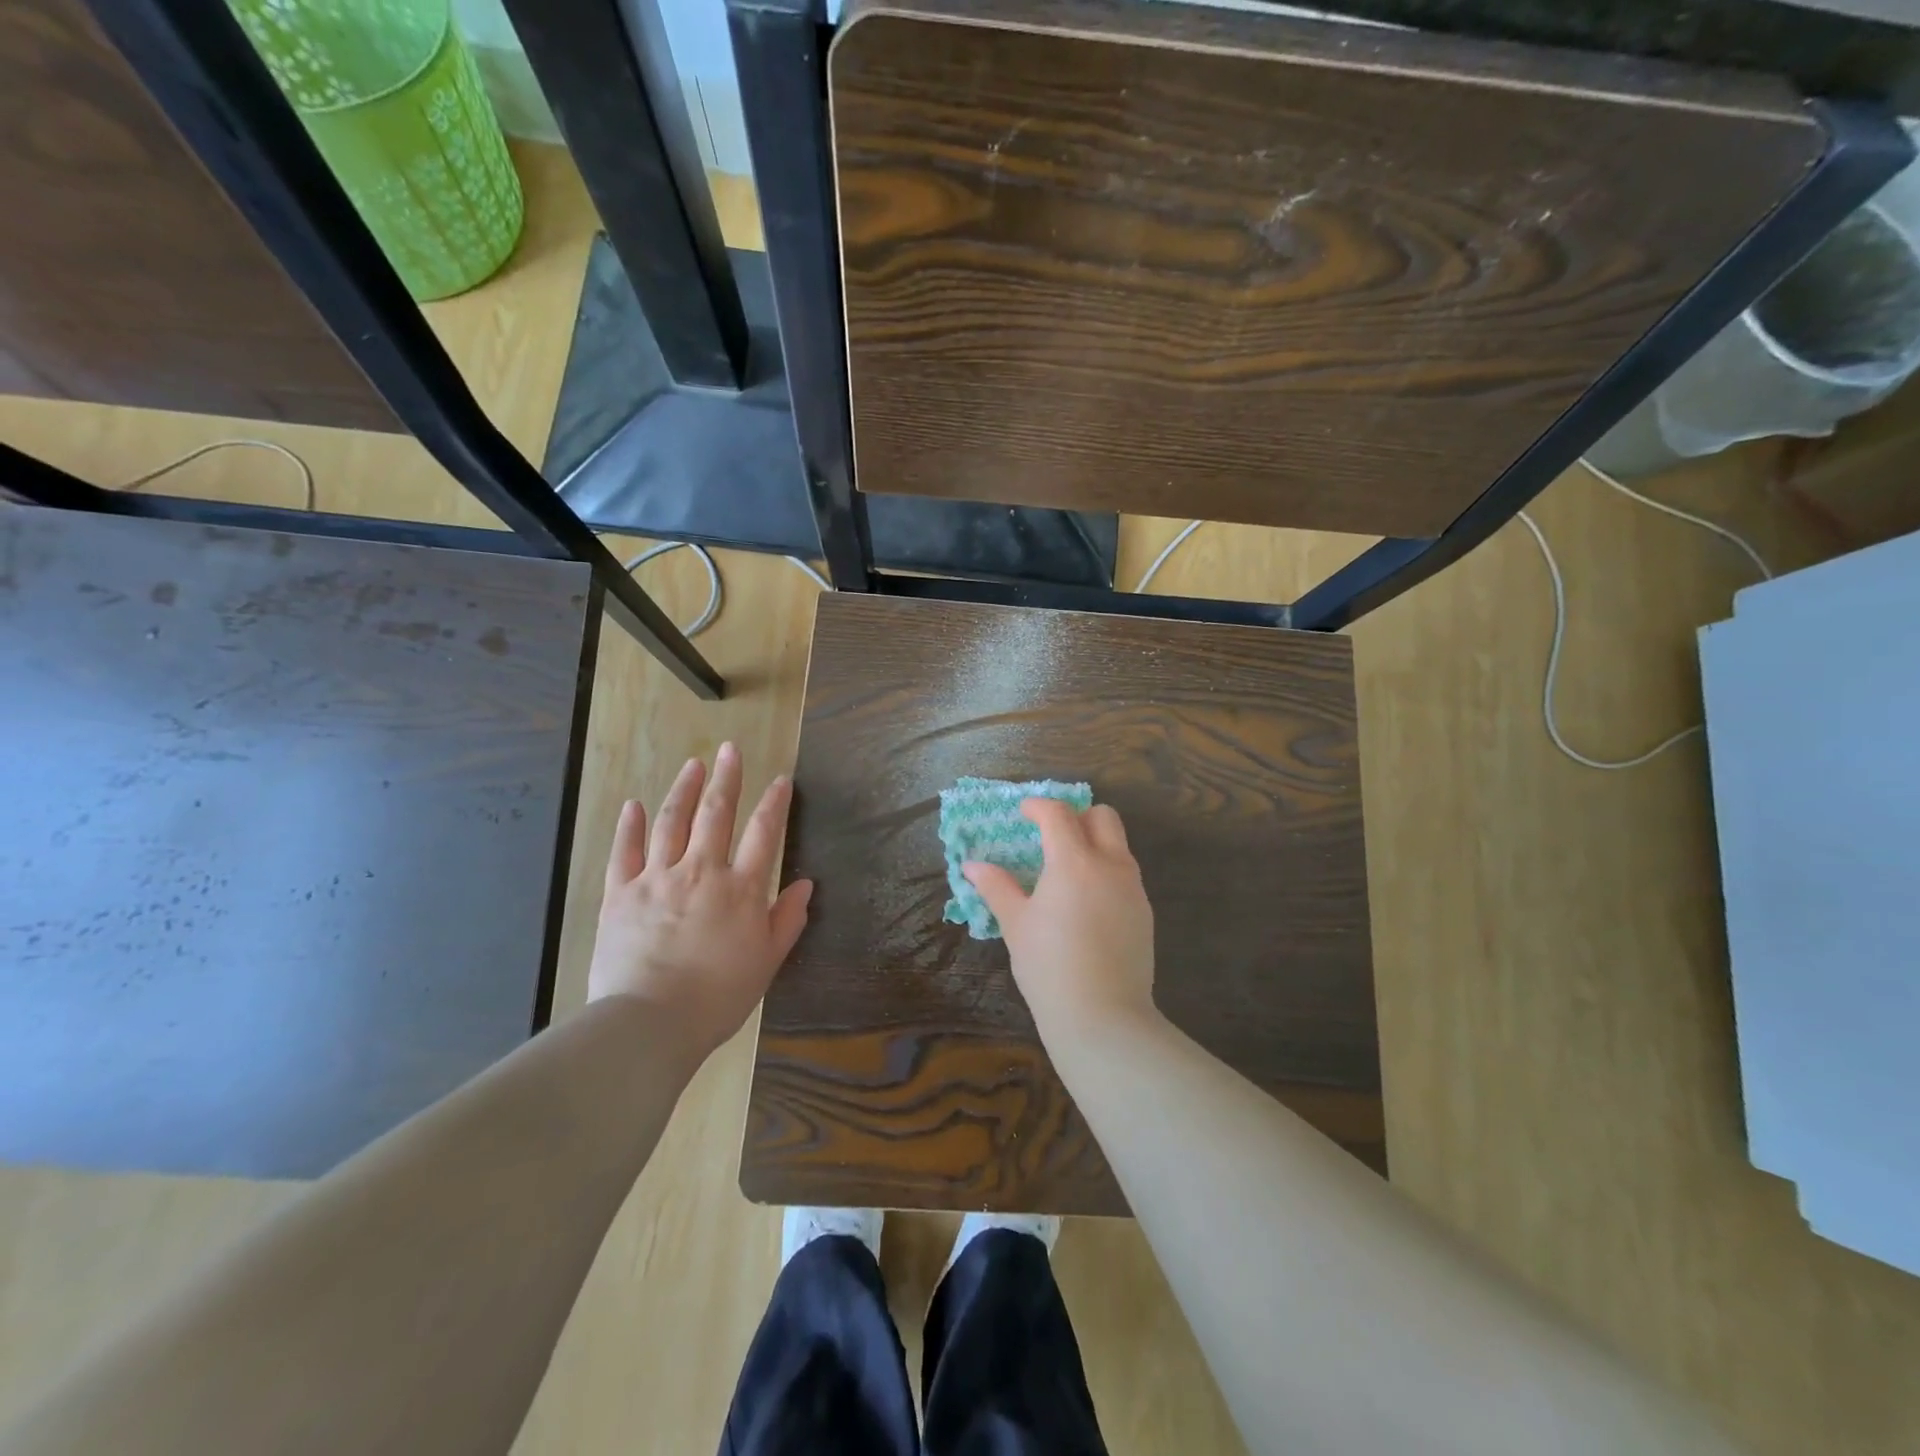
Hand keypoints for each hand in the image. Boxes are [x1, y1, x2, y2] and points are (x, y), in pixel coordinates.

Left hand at [587, 744, 812, 1060]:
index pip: (764, 833)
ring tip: (692, 764)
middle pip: (717, 814)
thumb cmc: (718, 997)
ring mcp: (657, 878)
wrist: (650, 1023)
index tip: (780, 779)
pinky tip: (635, 805)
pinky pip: (625, 851)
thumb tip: (806, 884)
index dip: (774, 803)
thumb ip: (787, 919)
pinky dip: (630, 826)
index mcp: (741, 889)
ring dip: (683, 789)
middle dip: (726, 778)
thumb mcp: (766, 962)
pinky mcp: (620, 893)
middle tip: (730, 749)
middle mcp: (701, 871)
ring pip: (672, 822)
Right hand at [963, 799, 1156, 1040]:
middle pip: (1102, 817)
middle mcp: (1110, 865)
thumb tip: (972, 866)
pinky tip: (1087, 903)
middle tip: (1052, 836)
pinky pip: (1126, 875)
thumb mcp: (1016, 924)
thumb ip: (996, 887)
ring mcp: (1133, 888)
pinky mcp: (1145, 912)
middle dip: (1077, 816)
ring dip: (1095, 843)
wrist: (1103, 1017)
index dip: (1038, 807)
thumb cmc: (1049, 966)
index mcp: (1074, 862)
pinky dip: (1106, 871)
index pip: (1058, 814)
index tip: (1024, 814)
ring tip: (1067, 871)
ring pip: (1119, 845)